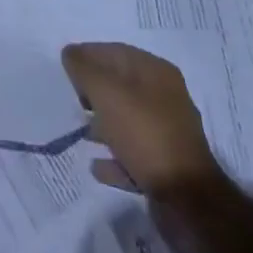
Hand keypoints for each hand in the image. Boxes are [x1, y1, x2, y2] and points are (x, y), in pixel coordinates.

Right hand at [62, 42, 221, 198]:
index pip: (116, 52)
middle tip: (74, 100)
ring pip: (128, 120)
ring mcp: (168, 133)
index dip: (89, 55)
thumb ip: (84, 69)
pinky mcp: (166, 167)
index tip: (66, 68)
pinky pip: (134, 154)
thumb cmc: (145, 135)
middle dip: (95, 91)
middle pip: (122, 86)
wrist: (187, 201)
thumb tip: (70, 53)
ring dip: (103, 125)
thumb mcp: (107, 94)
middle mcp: (166, 97)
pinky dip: (115, 157)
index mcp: (157, 72)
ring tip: (82, 134)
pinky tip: (97, 167)